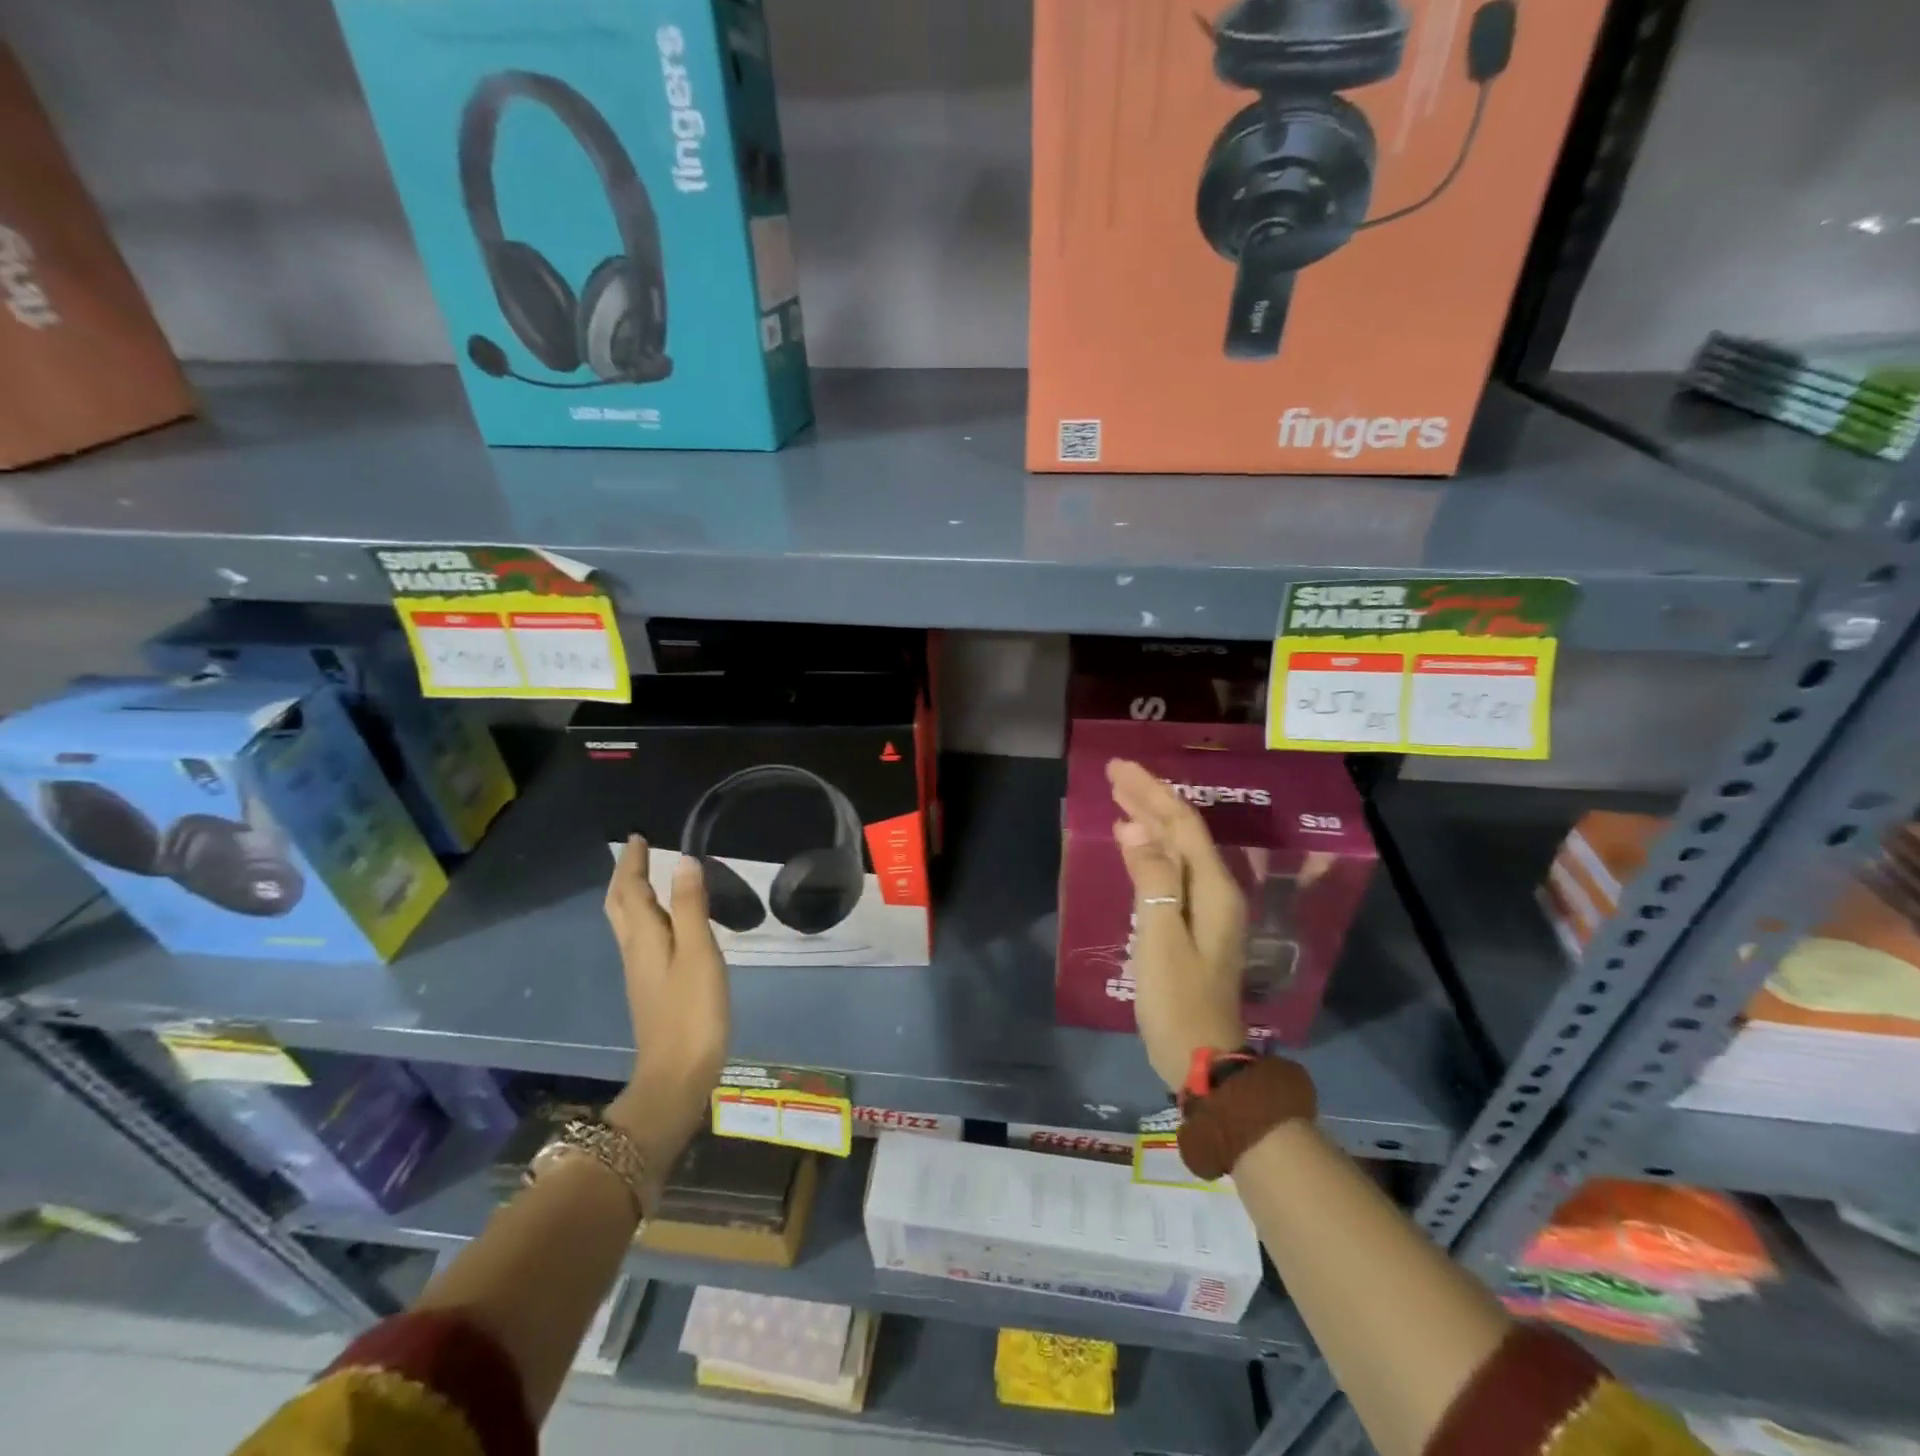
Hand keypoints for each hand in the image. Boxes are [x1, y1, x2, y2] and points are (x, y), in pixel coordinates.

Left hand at [602, 836, 729, 1143]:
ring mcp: (641, 972)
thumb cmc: (692, 1012)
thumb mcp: (699, 955)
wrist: (677, 1076)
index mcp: (644, 939)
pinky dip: (646, 917)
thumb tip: (682, 861)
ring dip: (632, 895)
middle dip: (625, 877)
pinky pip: (641, 938)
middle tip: (637, 853)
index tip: (638, 837)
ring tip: (648, 878)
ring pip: (628, 923)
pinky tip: (665, 923)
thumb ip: (692, 908)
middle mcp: (635, 951)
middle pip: (620, 906)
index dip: (633, 863)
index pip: (631, 891)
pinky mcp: (652, 988)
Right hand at [1107, 759, 1248, 1089]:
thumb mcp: (1160, 938)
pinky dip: (1151, 848)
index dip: (1151, 792)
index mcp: (1213, 888)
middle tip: (1114, 773)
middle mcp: (1216, 890)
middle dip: (1149, 798)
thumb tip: (1135, 830)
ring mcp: (1207, 908)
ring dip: (1150, 819)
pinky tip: (1134, 844)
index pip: (1181, 824)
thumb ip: (1151, 880)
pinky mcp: (1194, 923)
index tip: (1118, 768)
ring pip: (1178, 848)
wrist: (1203, 1057)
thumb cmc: (1177, 999)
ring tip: (1121, 797)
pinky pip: (1172, 869)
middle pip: (1182, 830)